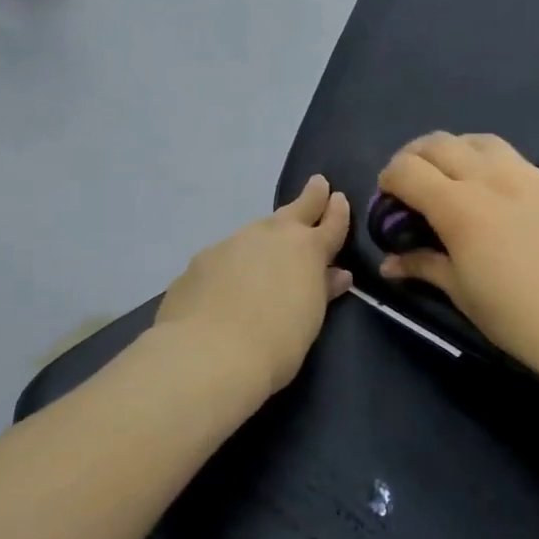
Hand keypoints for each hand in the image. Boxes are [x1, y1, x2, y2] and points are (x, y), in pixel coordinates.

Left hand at [157, 176, 352, 394]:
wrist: (208, 354)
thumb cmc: (277, 344)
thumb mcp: (310, 319)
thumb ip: (322, 291)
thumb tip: (337, 274)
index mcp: (306, 249)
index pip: (330, 224)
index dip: (337, 212)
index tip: (339, 198)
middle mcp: (269, 236)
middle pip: (295, 211)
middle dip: (309, 198)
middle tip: (317, 184)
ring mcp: (230, 244)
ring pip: (256, 231)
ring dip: (267, 234)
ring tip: (270, 246)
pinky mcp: (200, 261)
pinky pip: (225, 255)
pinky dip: (234, 262)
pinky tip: (228, 282)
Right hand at [376, 134, 538, 393]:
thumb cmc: (514, 316)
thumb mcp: (460, 291)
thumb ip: (422, 265)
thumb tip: (389, 262)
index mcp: (460, 208)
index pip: (408, 170)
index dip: (388, 179)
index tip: (388, 200)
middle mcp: (491, 179)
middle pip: (438, 144)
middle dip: (414, 158)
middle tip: (411, 185)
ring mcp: (527, 176)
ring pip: (478, 140)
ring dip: (453, 151)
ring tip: (450, 178)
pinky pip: (512, 157)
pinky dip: (488, 162)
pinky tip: (492, 191)